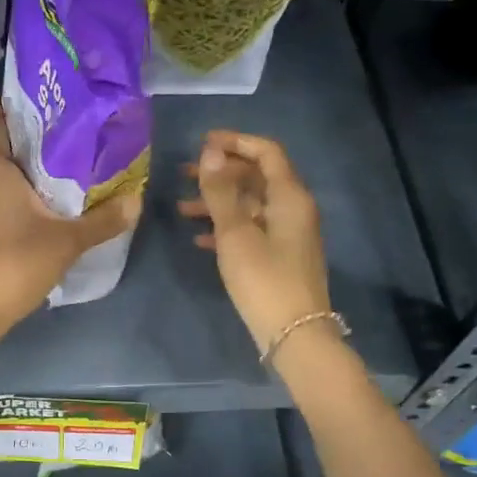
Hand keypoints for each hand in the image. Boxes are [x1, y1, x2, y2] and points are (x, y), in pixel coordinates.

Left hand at [0, 94, 140, 333]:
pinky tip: (34, 221)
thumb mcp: (67, 242)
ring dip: (10, 175)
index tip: (2, 109)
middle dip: (8, 141)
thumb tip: (136, 201)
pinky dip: (6, 204)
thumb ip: (102, 221)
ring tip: (50, 181)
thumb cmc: (12, 264)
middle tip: (48, 142)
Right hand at [178, 131, 331, 355]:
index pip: (267, 152)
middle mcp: (294, 209)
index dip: (236, 142)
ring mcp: (288, 234)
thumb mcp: (235, 233)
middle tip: (185, 174)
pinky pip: (252, 230)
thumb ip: (221, 191)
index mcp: (289, 196)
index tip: (203, 142)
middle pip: (257, 177)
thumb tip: (211, 151)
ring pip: (251, 205)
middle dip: (221, 173)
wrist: (294, 334)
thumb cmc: (263, 279)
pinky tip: (199, 238)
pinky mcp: (280, 257)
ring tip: (182, 208)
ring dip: (219, 202)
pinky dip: (227, 228)